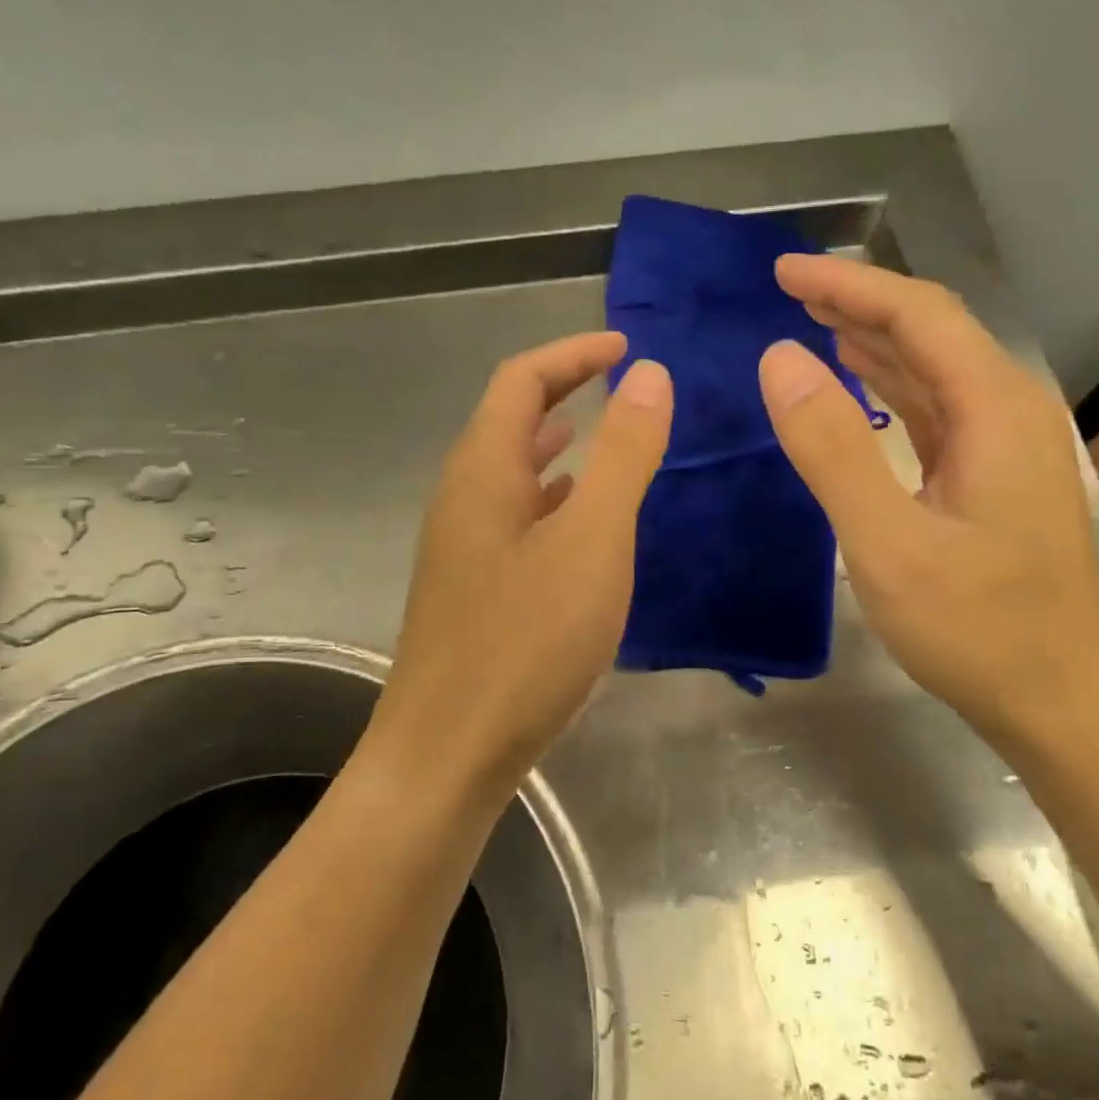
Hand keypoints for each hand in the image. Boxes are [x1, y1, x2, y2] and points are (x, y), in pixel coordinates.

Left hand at [374, 333, 671, 804]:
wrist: (448, 753)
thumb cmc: (525, 643)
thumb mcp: (592, 540)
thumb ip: (623, 454)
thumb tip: (649, 376)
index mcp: (483, 471)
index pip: (522, 380)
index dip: (572, 352)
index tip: (626, 346)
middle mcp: (463, 498)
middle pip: (510, 419)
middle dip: (564, 389)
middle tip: (620, 383)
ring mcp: (463, 546)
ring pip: (512, 471)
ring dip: (556, 442)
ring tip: (603, 435)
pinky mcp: (474, 588)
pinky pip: (515, 517)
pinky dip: (552, 497)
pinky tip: (579, 521)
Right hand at [758, 255, 1098, 753]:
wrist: (1059, 701)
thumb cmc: (976, 629)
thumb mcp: (889, 544)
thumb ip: (832, 449)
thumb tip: (779, 360)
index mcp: (995, 409)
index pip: (918, 315)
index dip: (849, 284)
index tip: (783, 271)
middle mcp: (1009, 411)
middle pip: (930, 332)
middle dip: (858, 303)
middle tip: (787, 289)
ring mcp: (1004, 446)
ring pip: (933, 369)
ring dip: (873, 341)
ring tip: (812, 322)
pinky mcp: (991, 477)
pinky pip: (934, 410)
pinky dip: (890, 387)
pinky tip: (859, 384)